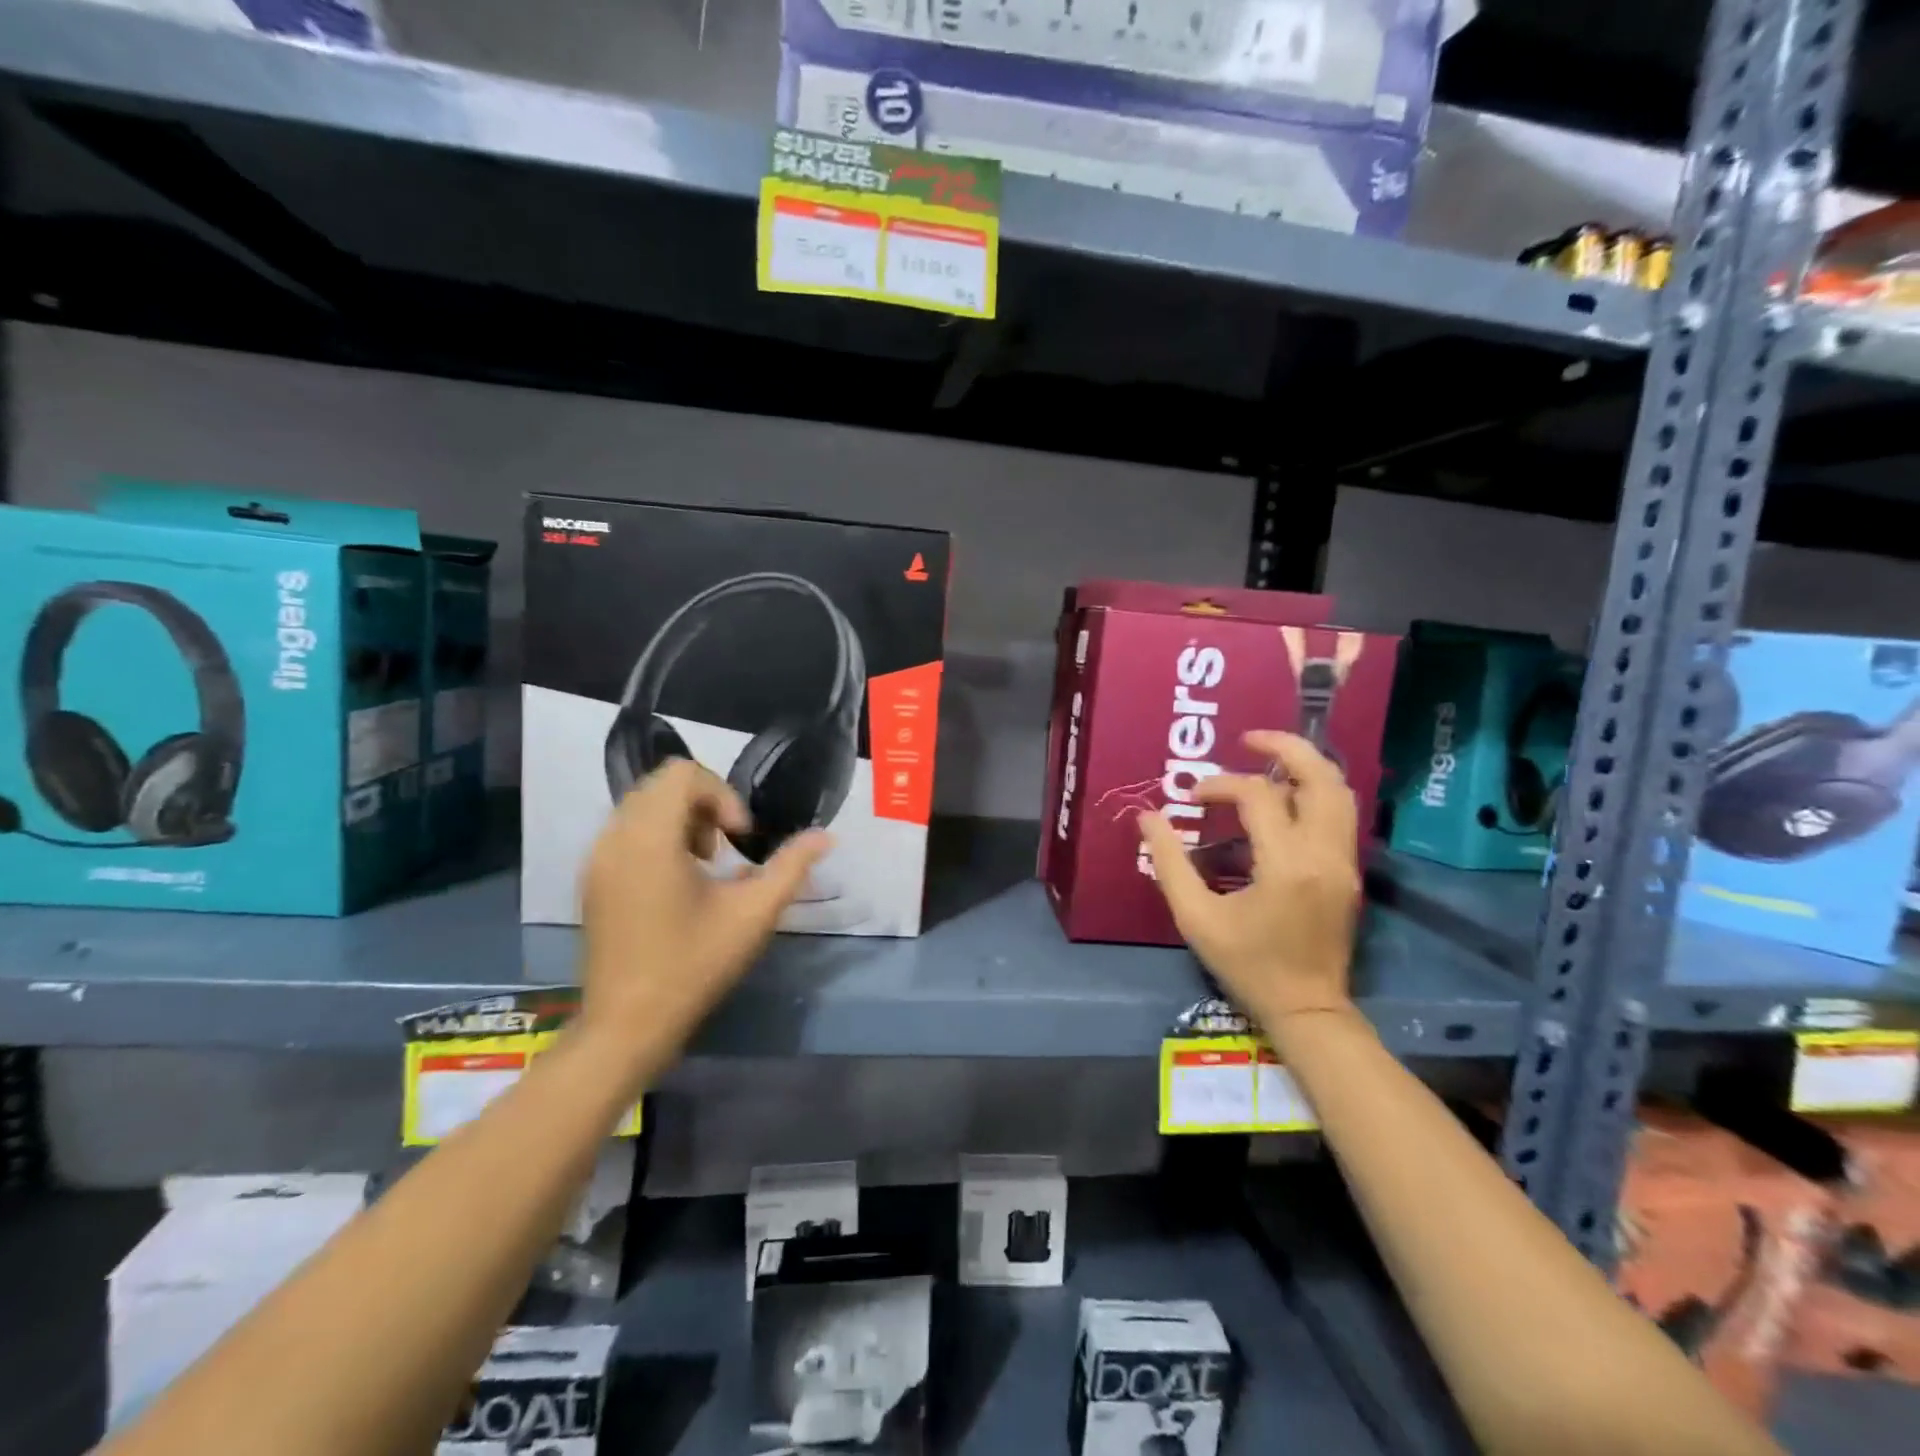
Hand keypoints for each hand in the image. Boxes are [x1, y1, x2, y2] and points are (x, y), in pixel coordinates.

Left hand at [580, 759, 829, 1055]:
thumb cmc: (693, 965)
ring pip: (643, 806)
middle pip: (662, 784)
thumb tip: (825, 836)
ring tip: (705, 866)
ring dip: (682, 820)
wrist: (627, 1026)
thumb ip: (791, 866)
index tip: (739, 838)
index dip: (722, 795)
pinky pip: (627, 831)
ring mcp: (597, 859)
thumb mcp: (753, 914)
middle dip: (704, 805)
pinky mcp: (592, 879)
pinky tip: (678, 884)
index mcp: (650, 838)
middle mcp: (615, 837)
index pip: (683, 774)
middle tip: (726, 849)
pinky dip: (658, 838)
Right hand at [1139, 731, 1358, 1023]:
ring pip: (1340, 792)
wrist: (1307, 1010)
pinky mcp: (1349, 872)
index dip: (1220, 786)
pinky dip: (1314, 792)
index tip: (1192, 798)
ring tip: (1267, 760)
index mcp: (1287, 864)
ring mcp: (1345, 862)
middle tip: (1248, 738)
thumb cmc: (1248, 966)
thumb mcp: (1196, 918)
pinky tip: (1283, 798)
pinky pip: (1339, 814)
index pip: (1258, 796)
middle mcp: (1325, 854)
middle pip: (1320, 777)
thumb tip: (1148, 818)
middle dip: (1285, 747)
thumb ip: (1170, 863)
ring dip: (1305, 767)